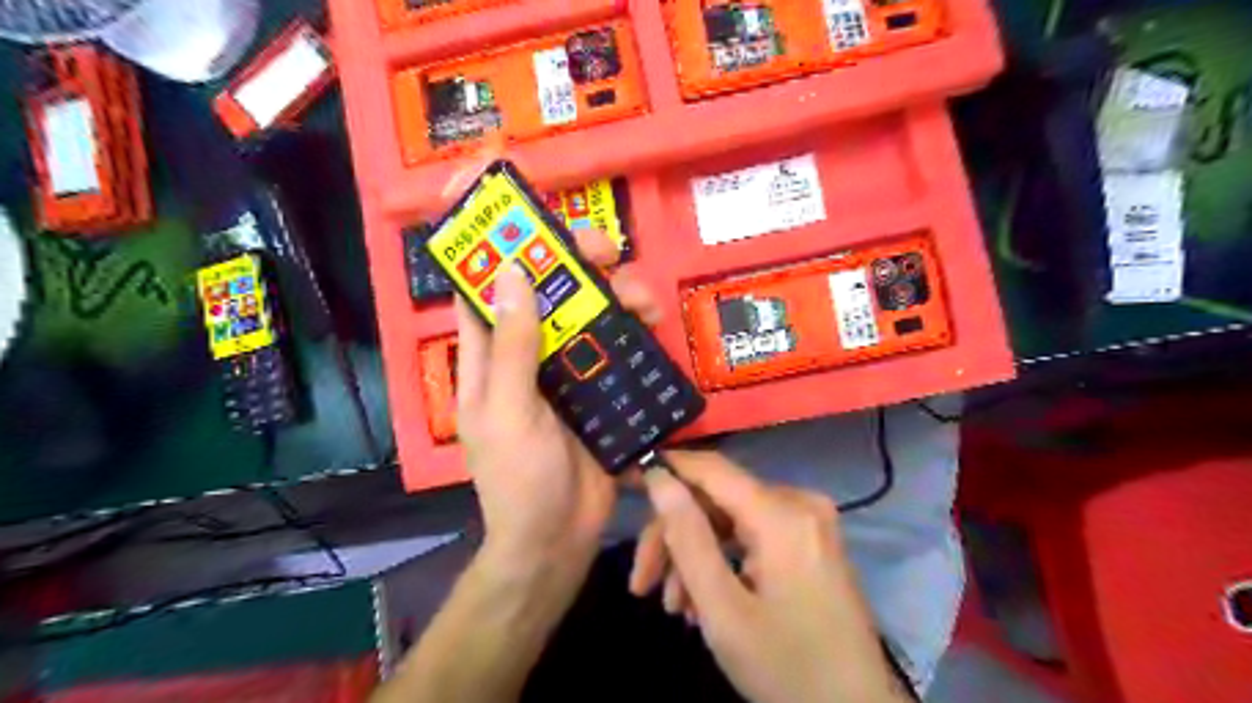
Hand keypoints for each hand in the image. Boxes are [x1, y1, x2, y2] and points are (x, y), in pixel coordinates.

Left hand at [459, 227, 658, 575]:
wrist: (558, 537)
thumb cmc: (519, 479)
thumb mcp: (509, 411)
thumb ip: (511, 346)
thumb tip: (513, 270)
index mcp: (486, 349)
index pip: (476, 277)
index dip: (482, 230)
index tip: (494, 184)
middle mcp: (524, 346)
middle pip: (544, 282)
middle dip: (571, 255)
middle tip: (604, 247)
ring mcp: (564, 363)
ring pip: (587, 306)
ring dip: (614, 290)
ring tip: (641, 297)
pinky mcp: (598, 382)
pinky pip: (616, 341)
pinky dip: (633, 325)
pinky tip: (652, 323)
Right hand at [638, 451, 911, 702]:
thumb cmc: (787, 669)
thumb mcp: (723, 609)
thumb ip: (687, 537)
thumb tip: (659, 478)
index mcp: (782, 514)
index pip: (710, 468)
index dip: (665, 469)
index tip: (626, 481)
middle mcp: (799, 503)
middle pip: (716, 500)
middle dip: (674, 538)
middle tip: (641, 583)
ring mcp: (808, 522)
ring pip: (730, 521)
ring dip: (695, 557)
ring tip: (673, 608)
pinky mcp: (810, 541)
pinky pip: (752, 536)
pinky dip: (723, 562)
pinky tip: (702, 601)